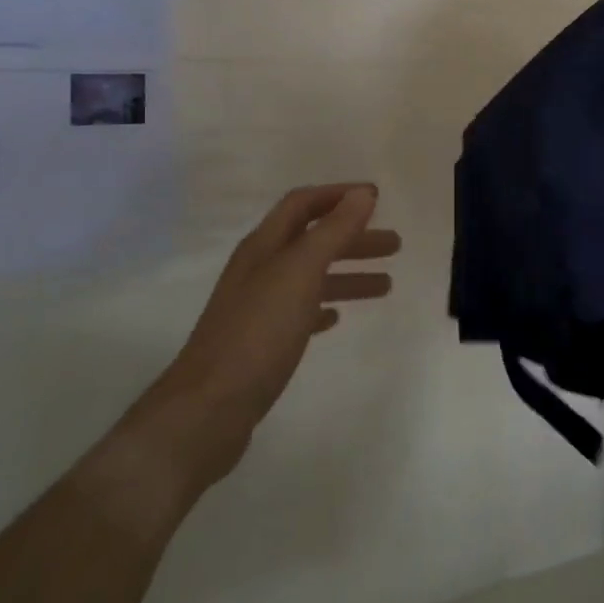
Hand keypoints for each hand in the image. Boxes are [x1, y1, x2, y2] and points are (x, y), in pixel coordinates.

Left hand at [144, 185, 399, 495]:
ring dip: (348, 274)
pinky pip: (299, 312)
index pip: (302, 204)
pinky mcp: (260, 342)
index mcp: (264, 246)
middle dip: (353, 237)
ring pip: (310, 277)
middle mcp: (259, 269)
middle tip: (395, 245)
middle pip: (311, 240)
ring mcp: (257, 307)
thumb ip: (333, 231)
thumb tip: (363, 193)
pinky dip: (324, 306)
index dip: (338, 195)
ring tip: (386, 285)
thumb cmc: (258, 332)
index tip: (377, 198)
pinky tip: (337, 317)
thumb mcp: (300, 273)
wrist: (208, 409)